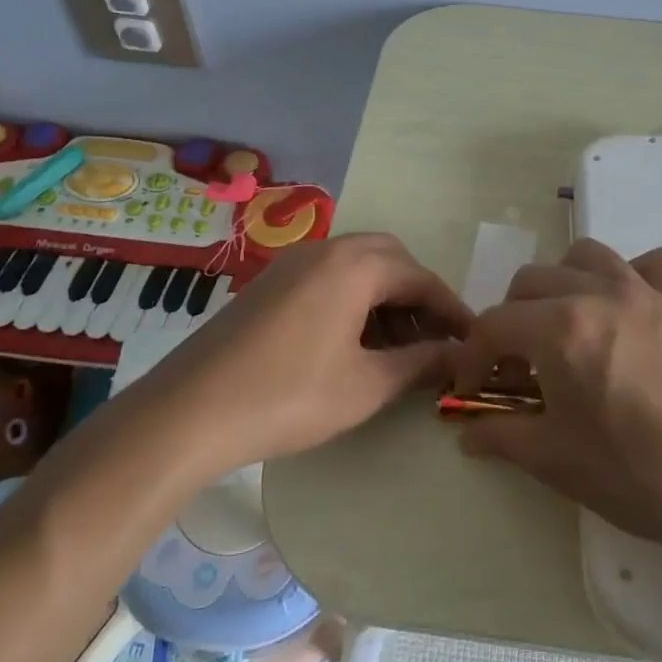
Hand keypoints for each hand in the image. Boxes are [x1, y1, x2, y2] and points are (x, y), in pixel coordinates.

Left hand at [143, 233, 470, 476]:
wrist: (190, 412)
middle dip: (418, 297)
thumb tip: (459, 356)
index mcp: (355, 265)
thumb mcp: (367, 386)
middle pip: (390, 260)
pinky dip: (353, 301)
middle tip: (433, 340)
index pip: (421, 278)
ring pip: (357, 268)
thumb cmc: (289, 396)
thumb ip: (421, 364)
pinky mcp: (270, 283)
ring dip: (385, 298)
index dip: (452, 310)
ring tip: (397, 348)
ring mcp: (292, 263)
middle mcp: (325, 250)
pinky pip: (328, 278)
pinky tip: (353, 343)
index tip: (472, 341)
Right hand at [455, 239, 661, 564]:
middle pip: (530, 282)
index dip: (472, 358)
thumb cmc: (638, 477)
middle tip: (516, 368)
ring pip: (585, 256)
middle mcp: (599, 293)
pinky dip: (634, 273)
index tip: (471, 391)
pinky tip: (628, 307)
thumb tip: (467, 433)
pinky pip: (655, 262)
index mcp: (561, 329)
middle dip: (509, 321)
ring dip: (560, 284)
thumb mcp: (556, 460)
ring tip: (563, 326)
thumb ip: (501, 435)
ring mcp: (646, 292)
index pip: (494, 325)